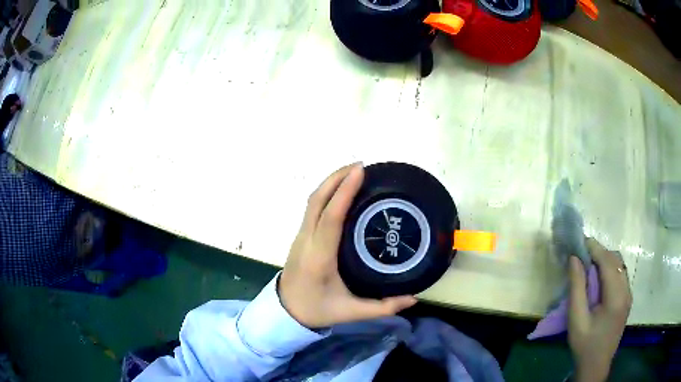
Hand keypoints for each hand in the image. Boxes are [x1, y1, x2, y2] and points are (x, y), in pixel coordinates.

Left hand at [278, 163, 416, 328]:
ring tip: (353, 173)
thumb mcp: (350, 312)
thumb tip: (414, 297)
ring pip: (312, 201)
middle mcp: (307, 241)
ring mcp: (300, 236)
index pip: (331, 218)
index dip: (343, 192)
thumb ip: (383, 306)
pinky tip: (341, 192)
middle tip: (361, 166)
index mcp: (319, 258)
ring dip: (330, 182)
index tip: (360, 171)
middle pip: (317, 200)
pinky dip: (326, 193)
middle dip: (336, 178)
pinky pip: (312, 208)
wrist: (285, 311)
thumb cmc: (317, 310)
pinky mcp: (300, 236)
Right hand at [568, 238, 632, 381]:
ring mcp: (629, 294)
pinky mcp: (627, 299)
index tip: (580, 242)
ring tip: (589, 265)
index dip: (595, 248)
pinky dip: (610, 269)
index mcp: (616, 297)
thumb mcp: (576, 320)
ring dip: (605, 260)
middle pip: (616, 260)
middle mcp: (627, 290)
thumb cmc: (585, 345)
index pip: (608, 262)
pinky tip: (599, 279)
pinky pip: (621, 275)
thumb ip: (577, 288)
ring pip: (620, 266)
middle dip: (600, 252)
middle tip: (582, 254)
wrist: (596, 366)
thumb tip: (574, 259)